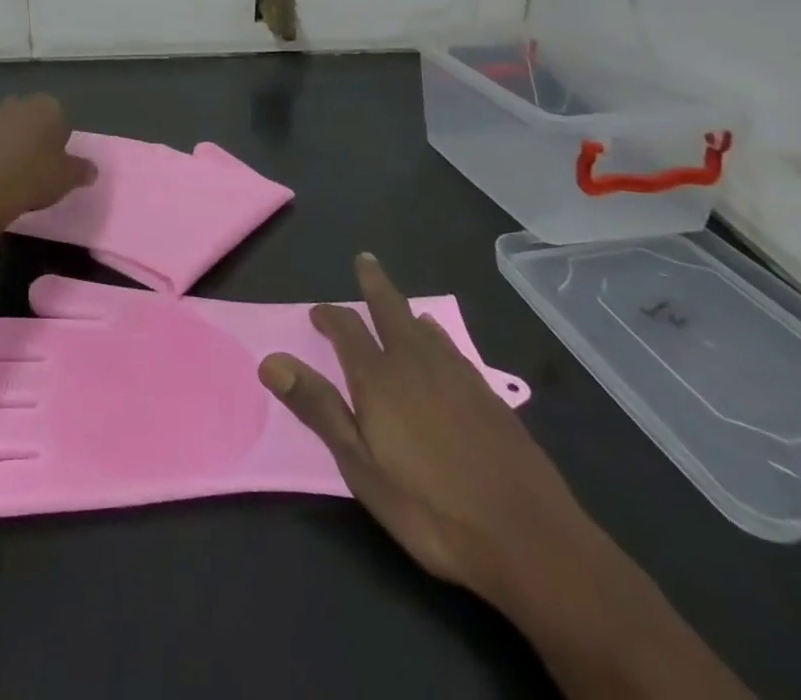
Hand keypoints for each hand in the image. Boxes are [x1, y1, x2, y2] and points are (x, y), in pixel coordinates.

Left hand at [0, 95, 95, 230]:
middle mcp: (21, 103)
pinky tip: (3, 177)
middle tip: (43, 168)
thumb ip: (83, 170)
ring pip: (15, 130)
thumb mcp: (69, 177)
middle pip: (37, 120)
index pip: (62, 117)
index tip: (60, 162)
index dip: (62, 140)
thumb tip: (91, 170)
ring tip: (22, 175)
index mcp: (48, 105)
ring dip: (19, 146)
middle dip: (40, 138)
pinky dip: (1, 155)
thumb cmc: (35, 176)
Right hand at [259, 253, 595, 608]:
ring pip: (425, 328)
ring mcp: (458, 376)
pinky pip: (453, 350)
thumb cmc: (430, 508)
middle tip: (365, 260)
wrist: (529, 539)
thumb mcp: (361, 466)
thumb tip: (270, 361)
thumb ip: (318, 408)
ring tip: (401, 306)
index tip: (316, 313)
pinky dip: (438, 338)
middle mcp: (416, 362)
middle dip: (374, 283)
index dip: (329, 316)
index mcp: (379, 377)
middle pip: (391, 309)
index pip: (347, 329)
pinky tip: (443, 350)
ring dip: (406, 312)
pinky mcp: (490, 396)